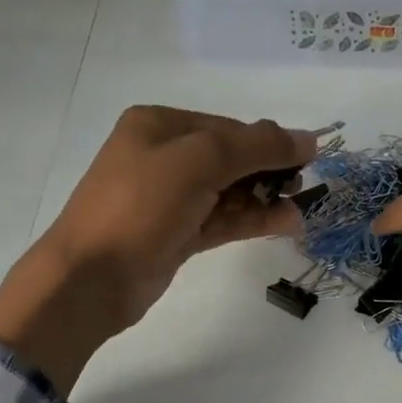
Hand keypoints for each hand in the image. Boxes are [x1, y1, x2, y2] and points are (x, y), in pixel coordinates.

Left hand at [0, 107, 317, 390]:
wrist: (92, 277)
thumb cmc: (141, 206)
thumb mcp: (199, 161)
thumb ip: (256, 147)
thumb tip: (307, 138)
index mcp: (159, 126)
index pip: (227, 127)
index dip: (268, 141)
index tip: (309, 158)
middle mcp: (163, 157)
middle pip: (230, 158)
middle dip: (268, 171)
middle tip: (304, 187)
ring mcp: (169, 200)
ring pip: (228, 192)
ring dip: (265, 199)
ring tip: (301, 212)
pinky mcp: (176, 235)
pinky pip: (222, 220)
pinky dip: (252, 221)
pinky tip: (284, 223)